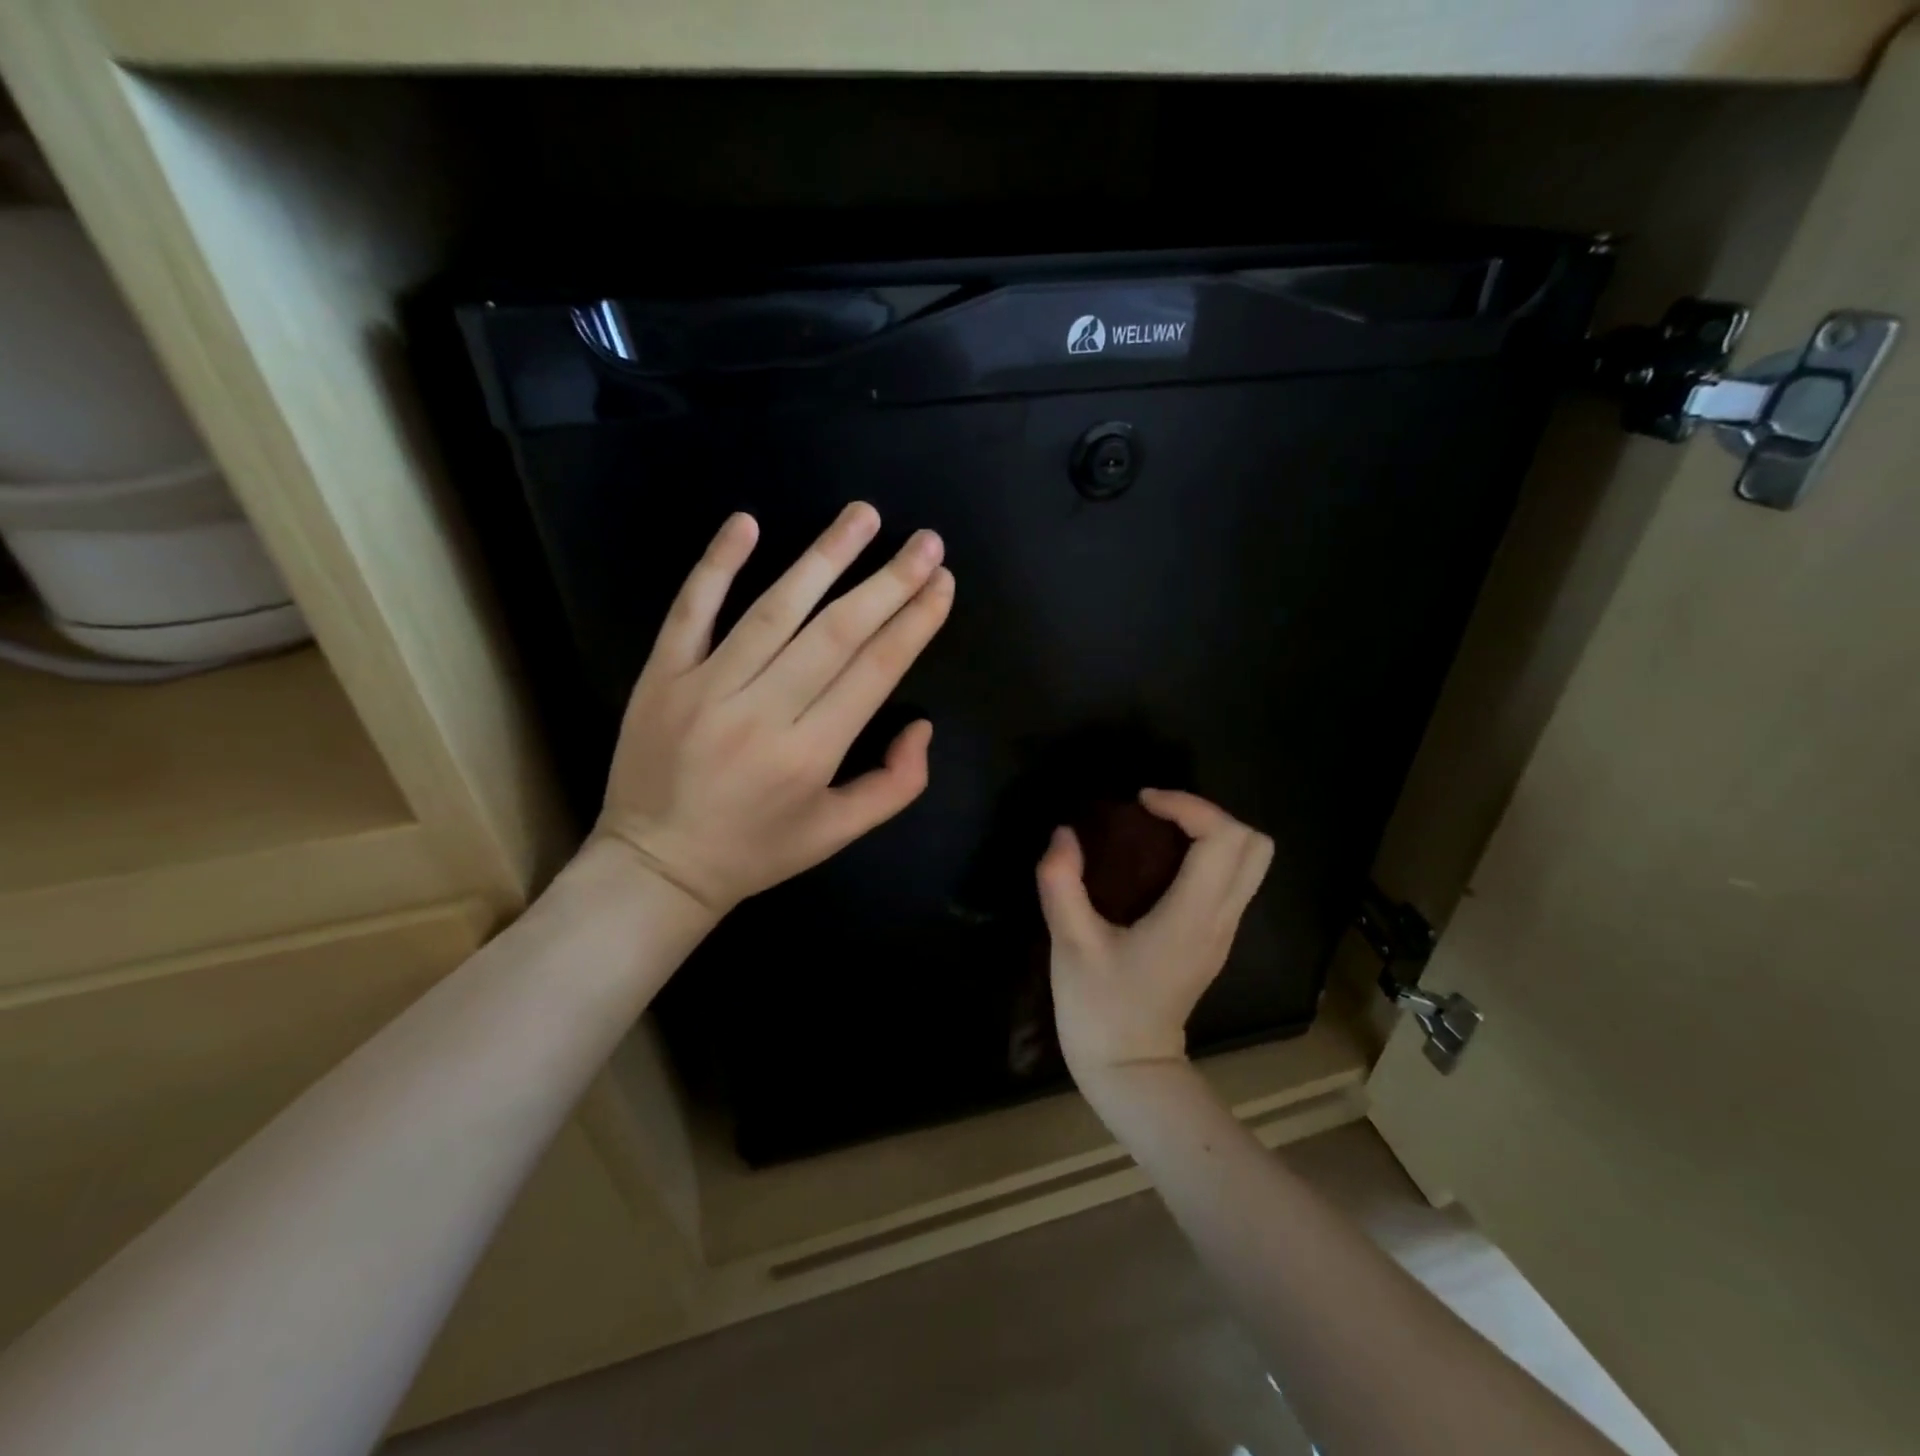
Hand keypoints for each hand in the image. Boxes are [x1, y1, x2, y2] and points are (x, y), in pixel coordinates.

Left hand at [592, 502, 954, 912]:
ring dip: (823, 557)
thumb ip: (895, 785)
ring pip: (774, 609)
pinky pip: (690, 610)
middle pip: (836, 632)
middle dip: (889, 581)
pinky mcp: (663, 674)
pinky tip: (747, 522)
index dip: (915, 623)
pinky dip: (717, 564)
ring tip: (863, 515)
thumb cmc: (756, 851)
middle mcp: (763, 712)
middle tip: (925, 540)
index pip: (875, 670)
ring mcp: (706, 687)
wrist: (655, 867)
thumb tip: (922, 725)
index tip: (942, 582)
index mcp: (810, 754)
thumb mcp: (837, 834)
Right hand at [1036, 790, 1273, 1088]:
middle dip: (1209, 814)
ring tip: (1157, 832)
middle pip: (1256, 845)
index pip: (1223, 838)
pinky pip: (1231, 881)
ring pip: (1250, 863)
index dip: (1187, 805)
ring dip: (1211, 833)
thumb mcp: (1069, 945)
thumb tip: (1064, 834)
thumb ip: (1061, 883)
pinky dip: (1207, 855)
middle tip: (1157, 815)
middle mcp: (1221, 919)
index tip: (1141, 803)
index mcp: (1193, 916)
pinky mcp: (1214, 940)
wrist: (1130, 1071)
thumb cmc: (1100, 1009)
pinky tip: (1158, 864)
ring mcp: (1223, 932)